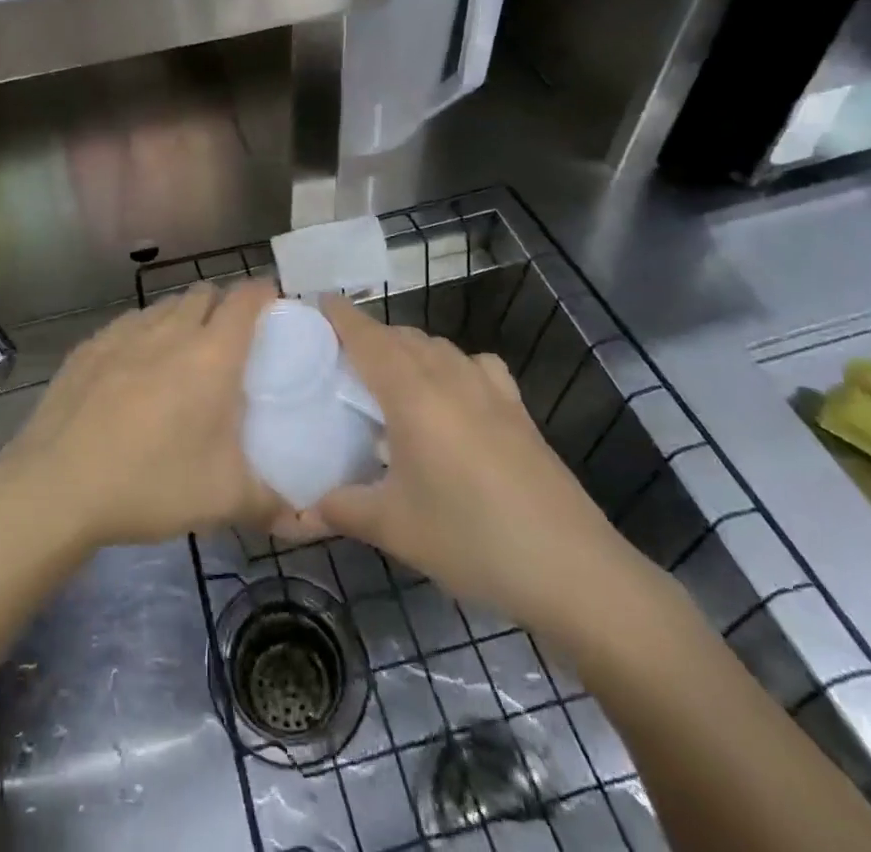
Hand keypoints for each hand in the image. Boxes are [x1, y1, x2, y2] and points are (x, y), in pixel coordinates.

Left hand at [0, 281, 281, 551]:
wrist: (56, 485)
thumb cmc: (151, 483)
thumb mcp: (223, 500)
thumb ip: (272, 504)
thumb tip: (306, 520)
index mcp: (212, 354)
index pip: (247, 298)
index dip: (265, 294)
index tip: (273, 307)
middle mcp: (170, 330)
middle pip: (205, 293)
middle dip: (223, 306)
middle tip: (230, 342)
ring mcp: (124, 333)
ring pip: (164, 305)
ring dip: (182, 317)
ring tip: (182, 355)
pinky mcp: (89, 346)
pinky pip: (128, 323)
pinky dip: (143, 333)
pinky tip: (134, 369)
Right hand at [300, 297, 647, 639]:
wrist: (572, 569)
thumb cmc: (471, 539)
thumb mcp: (394, 528)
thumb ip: (340, 509)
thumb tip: (298, 511)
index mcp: (412, 394)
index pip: (368, 337)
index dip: (341, 316)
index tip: (316, 301)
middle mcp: (449, 377)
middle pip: (401, 336)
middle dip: (369, 335)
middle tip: (339, 358)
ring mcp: (490, 390)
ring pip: (438, 346)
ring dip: (408, 348)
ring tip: (388, 377)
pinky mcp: (518, 409)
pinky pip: (475, 365)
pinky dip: (452, 365)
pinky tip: (452, 395)